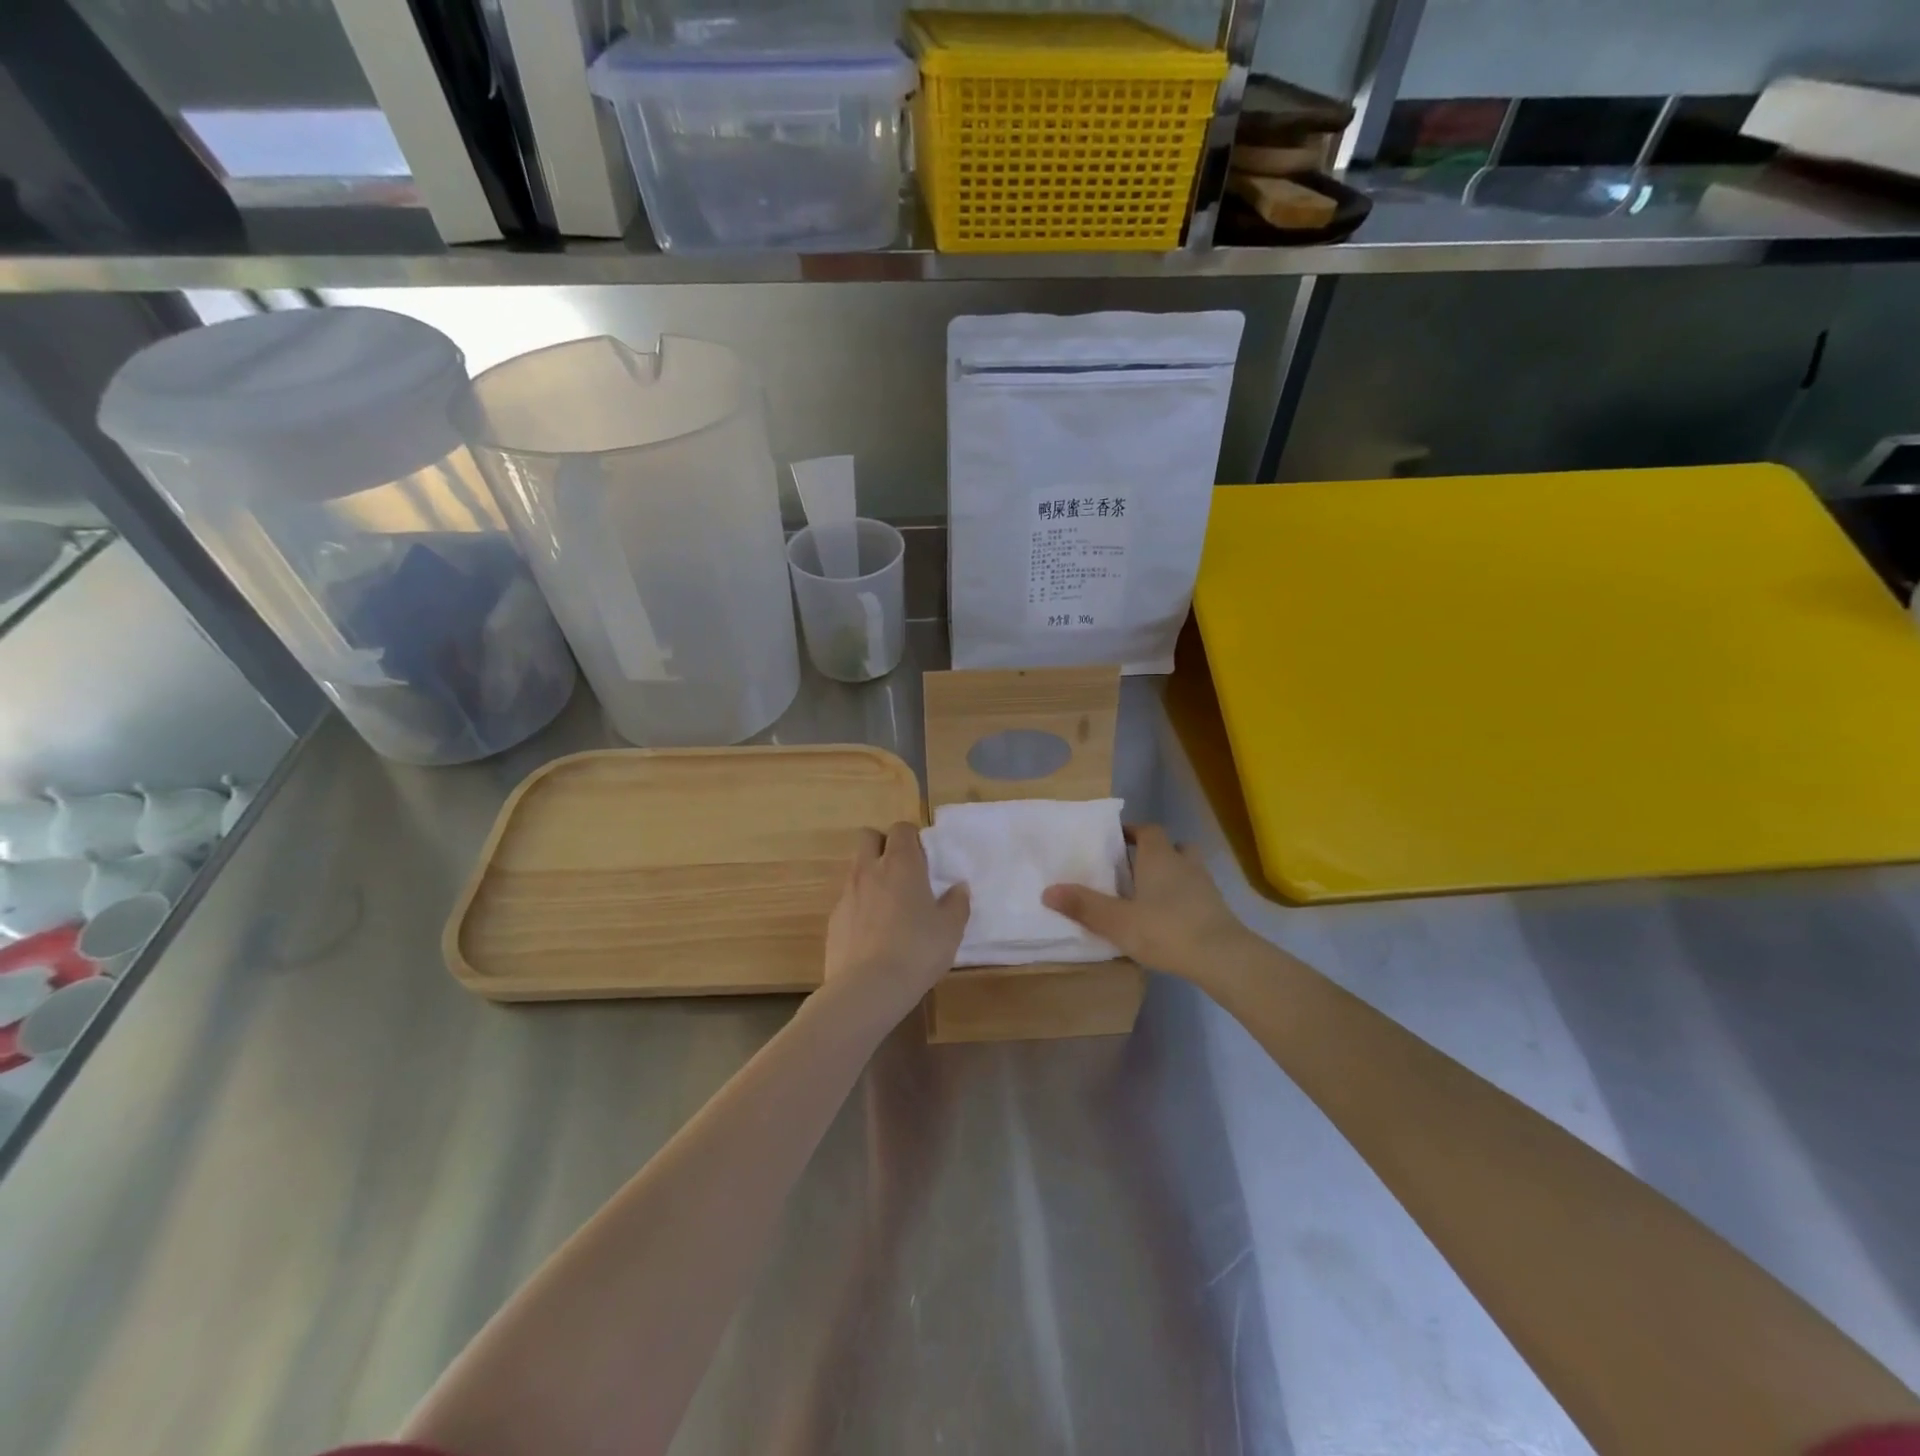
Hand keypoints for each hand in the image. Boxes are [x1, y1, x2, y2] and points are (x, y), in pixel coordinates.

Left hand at [823, 822, 969, 1022]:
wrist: (867, 988)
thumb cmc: (917, 950)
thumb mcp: (950, 929)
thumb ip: (956, 903)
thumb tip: (958, 887)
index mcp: (900, 864)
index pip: (901, 829)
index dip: (912, 838)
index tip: (924, 858)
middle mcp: (869, 870)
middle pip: (868, 837)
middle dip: (883, 845)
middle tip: (902, 871)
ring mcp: (847, 894)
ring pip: (856, 869)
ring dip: (871, 877)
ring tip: (890, 906)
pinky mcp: (833, 919)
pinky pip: (848, 900)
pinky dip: (860, 907)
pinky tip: (873, 934)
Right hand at [1042, 824, 1247, 979]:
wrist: (1223, 958)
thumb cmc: (1166, 929)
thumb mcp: (1117, 920)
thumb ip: (1083, 906)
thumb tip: (1047, 890)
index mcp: (1159, 857)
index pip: (1147, 830)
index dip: (1132, 831)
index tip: (1116, 840)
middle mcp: (1184, 863)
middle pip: (1172, 846)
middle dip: (1154, 853)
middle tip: (1133, 868)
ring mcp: (1206, 886)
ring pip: (1187, 869)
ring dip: (1172, 875)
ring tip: (1150, 894)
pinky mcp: (1218, 910)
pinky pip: (1197, 894)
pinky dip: (1184, 899)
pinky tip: (1170, 919)